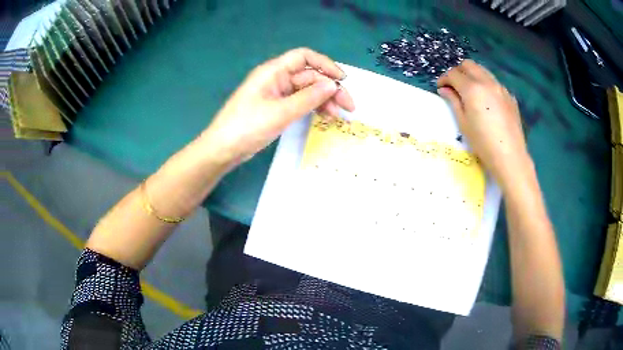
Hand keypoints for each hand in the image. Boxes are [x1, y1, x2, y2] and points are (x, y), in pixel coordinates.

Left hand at [200, 48, 354, 165]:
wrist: (223, 149)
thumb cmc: (247, 127)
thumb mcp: (280, 112)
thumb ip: (308, 98)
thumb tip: (333, 85)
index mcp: (273, 71)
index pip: (304, 57)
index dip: (326, 65)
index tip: (343, 80)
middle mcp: (276, 79)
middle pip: (309, 76)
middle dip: (329, 88)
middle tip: (348, 107)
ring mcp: (276, 94)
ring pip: (306, 91)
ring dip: (323, 100)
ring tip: (338, 115)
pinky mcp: (276, 108)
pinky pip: (299, 103)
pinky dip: (312, 107)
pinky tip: (324, 116)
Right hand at [437, 60, 530, 185]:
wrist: (510, 156)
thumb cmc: (483, 143)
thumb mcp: (463, 123)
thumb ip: (453, 101)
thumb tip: (444, 89)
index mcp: (472, 88)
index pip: (453, 73)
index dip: (444, 79)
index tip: (441, 89)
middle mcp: (486, 82)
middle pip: (468, 65)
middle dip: (458, 72)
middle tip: (455, 87)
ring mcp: (500, 88)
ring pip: (483, 70)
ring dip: (473, 76)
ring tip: (470, 92)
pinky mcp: (509, 96)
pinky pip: (494, 82)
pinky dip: (486, 85)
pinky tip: (487, 101)